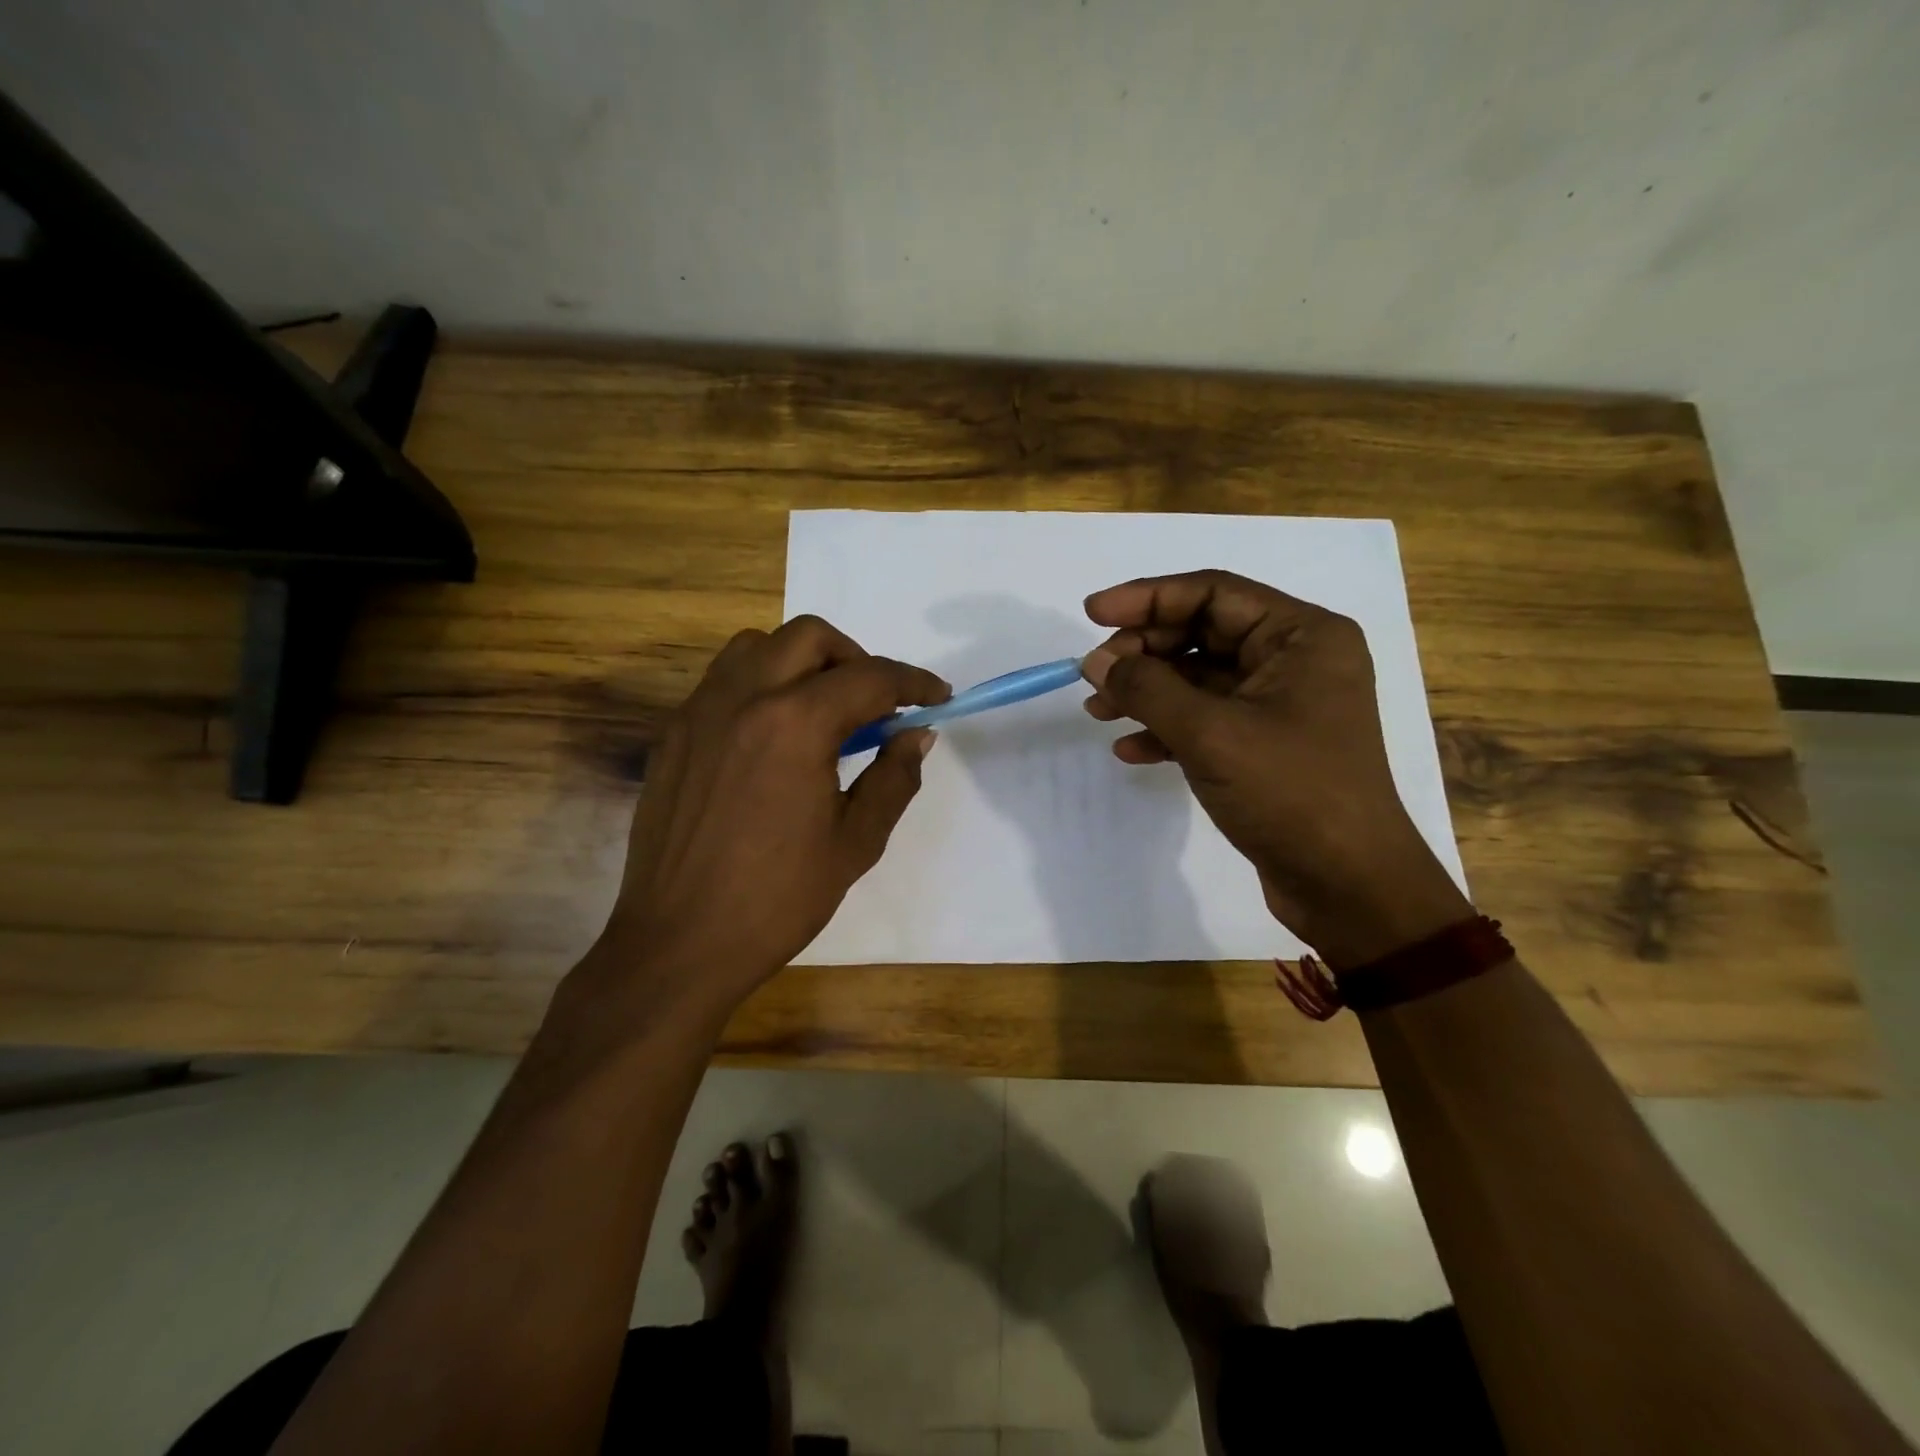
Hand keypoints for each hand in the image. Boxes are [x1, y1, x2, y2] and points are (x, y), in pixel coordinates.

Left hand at [597, 616, 947, 1016]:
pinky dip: (761, 684)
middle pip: (810, 638)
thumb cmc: (778, 899)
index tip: (938, 700)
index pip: (869, 678)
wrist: (680, 942)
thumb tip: (917, 734)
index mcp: (795, 724)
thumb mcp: (856, 842)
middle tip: (876, 706)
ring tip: (823, 712)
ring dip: (803, 662)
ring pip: (758, 647)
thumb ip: (894, 777)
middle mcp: (743, 698)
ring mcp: (700, 712)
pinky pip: (723, 681)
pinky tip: (774, 736)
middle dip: (857, 660)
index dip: (913, 684)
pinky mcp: (674, 734)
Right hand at [1081, 570, 1469, 965]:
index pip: (1213, 592)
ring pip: (1197, 678)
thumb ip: (1147, 688)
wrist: (1347, 885)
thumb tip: (1095, 661)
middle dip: (1143, 652)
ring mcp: (1278, 705)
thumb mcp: (1210, 733)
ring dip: (1146, 692)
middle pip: (1202, 632)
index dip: (1147, 597)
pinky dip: (1166, 729)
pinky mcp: (1263, 745)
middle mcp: (1293, 660)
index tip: (1092, 613)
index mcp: (1301, 636)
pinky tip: (1130, 750)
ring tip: (1097, 711)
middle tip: (1093, 674)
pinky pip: (1205, 719)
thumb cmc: (1291, 792)